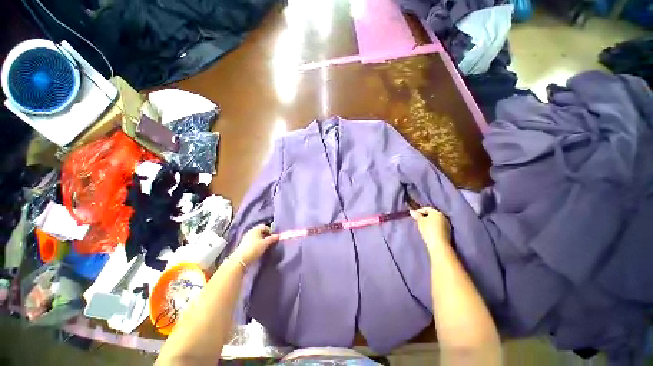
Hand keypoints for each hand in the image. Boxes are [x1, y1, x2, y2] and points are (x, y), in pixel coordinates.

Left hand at [231, 225, 278, 266]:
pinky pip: (254, 242)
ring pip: (257, 238)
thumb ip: (272, 239)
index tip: (273, 238)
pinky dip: (258, 244)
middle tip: (271, 242)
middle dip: (267, 236)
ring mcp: (247, 239)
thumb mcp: (265, 243)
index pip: (265, 227)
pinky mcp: (244, 245)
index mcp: (255, 229)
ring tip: (266, 247)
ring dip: (262, 241)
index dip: (270, 231)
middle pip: (261, 232)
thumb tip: (278, 236)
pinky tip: (260, 250)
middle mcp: (250, 232)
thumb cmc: (254, 249)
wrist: (240, 260)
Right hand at [410, 207, 449, 248]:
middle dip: (425, 216)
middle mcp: (443, 216)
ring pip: (436, 220)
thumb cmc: (428, 230)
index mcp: (436, 212)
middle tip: (418, 219)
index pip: (427, 209)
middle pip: (432, 214)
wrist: (438, 244)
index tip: (413, 214)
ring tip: (422, 225)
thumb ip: (416, 215)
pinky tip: (429, 229)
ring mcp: (446, 223)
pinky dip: (433, 226)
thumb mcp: (420, 222)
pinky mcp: (447, 231)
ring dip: (429, 221)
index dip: (419, 211)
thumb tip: (412, 211)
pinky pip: (438, 225)